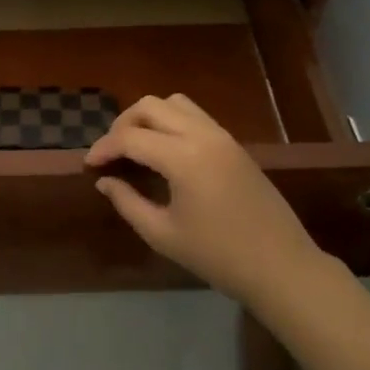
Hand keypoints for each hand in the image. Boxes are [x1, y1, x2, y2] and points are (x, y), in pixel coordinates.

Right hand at [86, 94, 325, 300]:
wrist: (281, 266)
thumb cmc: (218, 256)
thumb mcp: (163, 234)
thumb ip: (128, 202)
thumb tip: (105, 180)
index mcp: (183, 157)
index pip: (130, 138)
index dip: (103, 148)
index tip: (89, 165)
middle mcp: (202, 135)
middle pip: (150, 106)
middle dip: (123, 124)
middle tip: (111, 153)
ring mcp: (222, 136)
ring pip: (175, 103)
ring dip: (149, 117)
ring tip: (136, 146)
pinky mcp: (234, 144)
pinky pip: (195, 116)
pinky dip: (171, 123)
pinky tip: (165, 152)